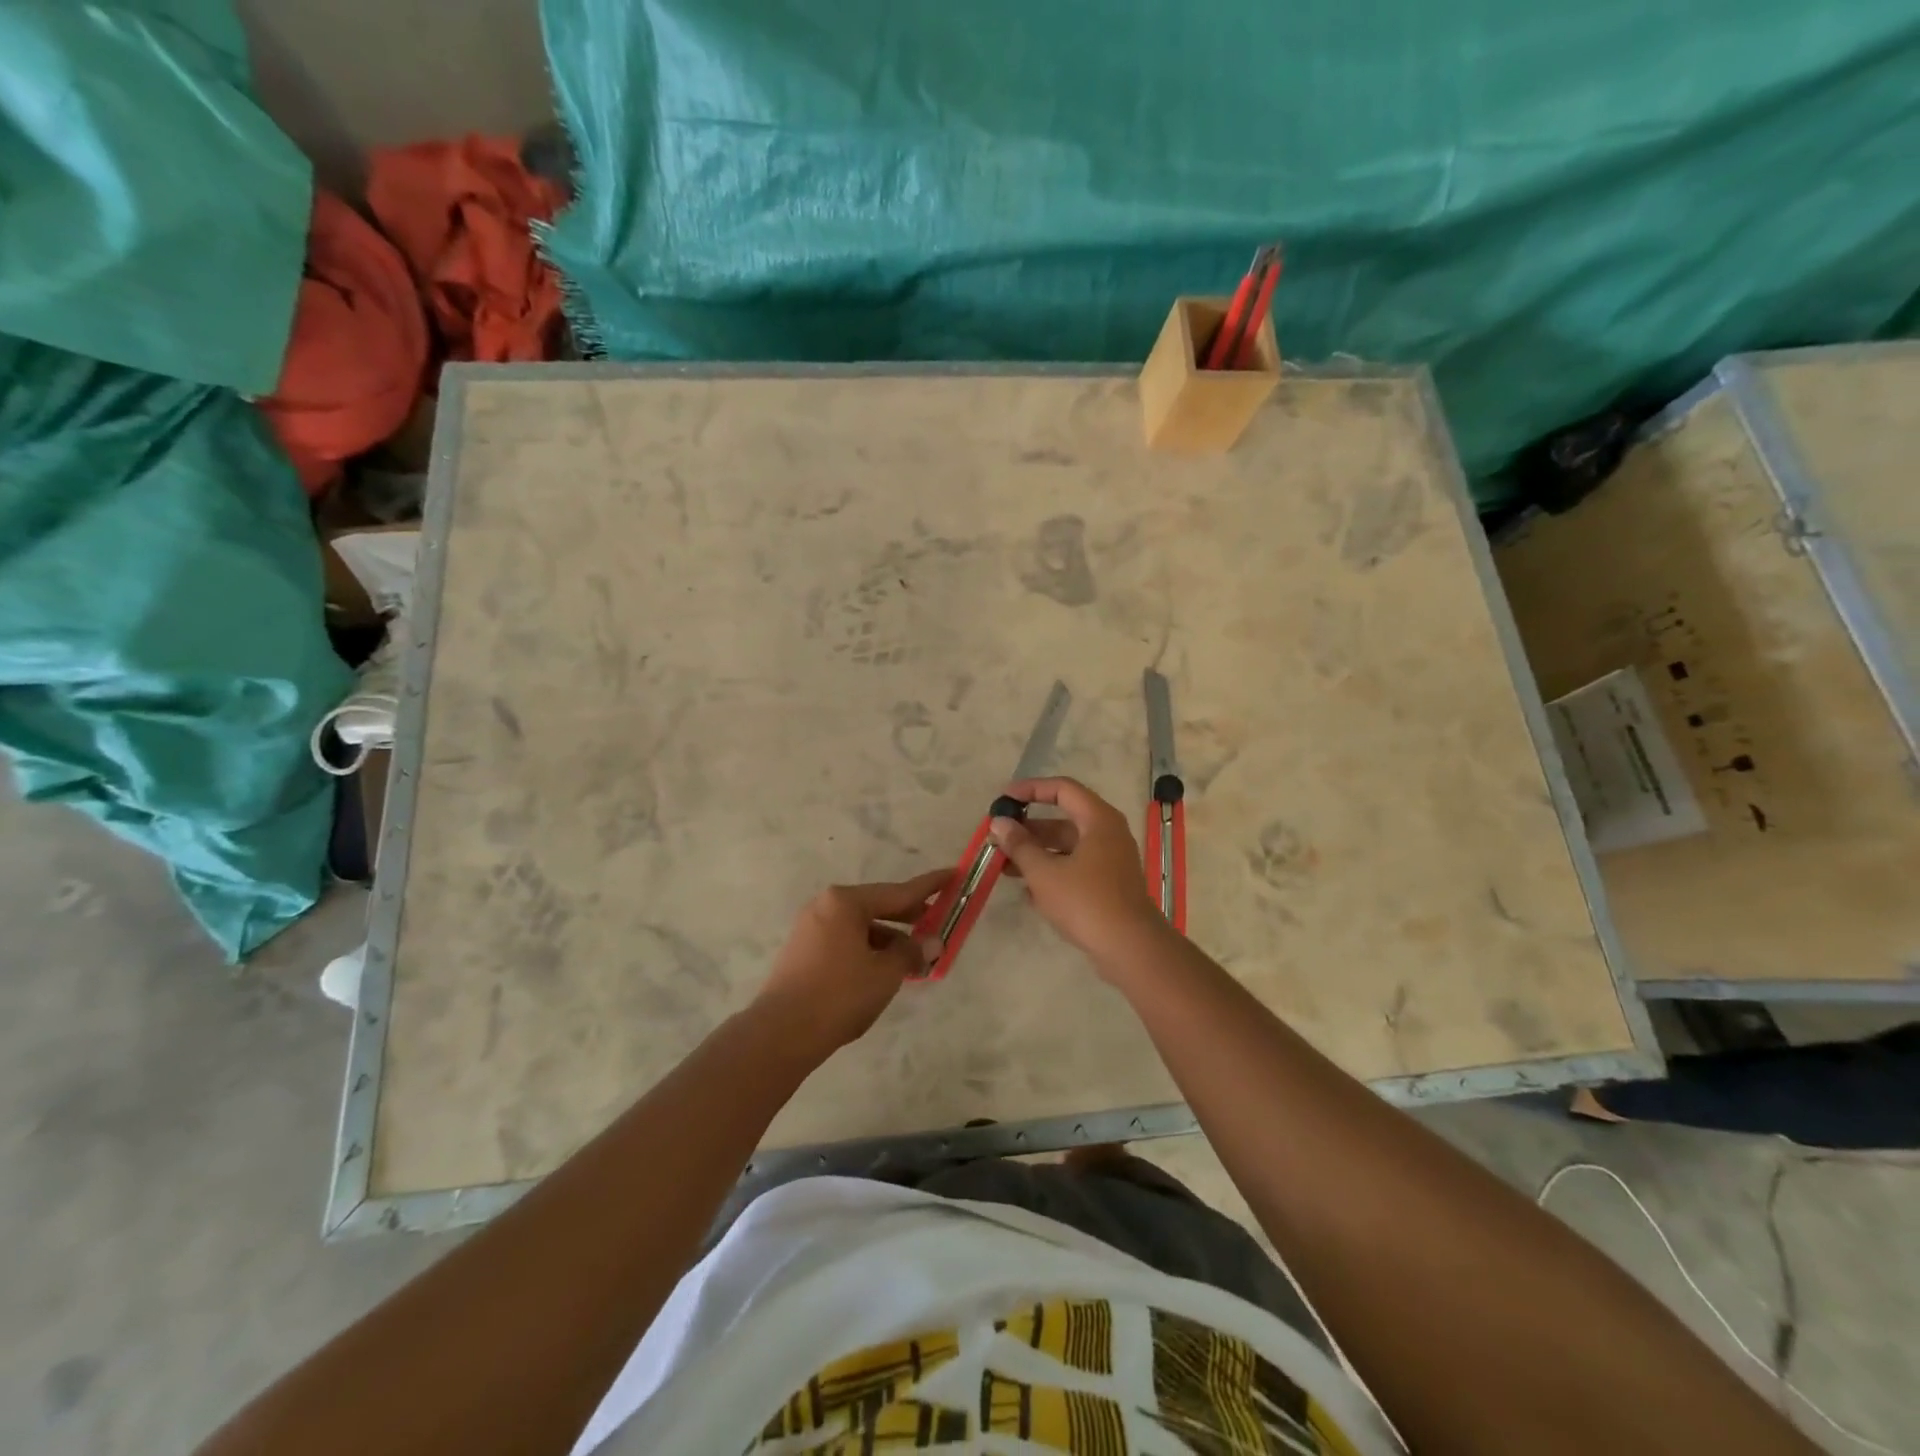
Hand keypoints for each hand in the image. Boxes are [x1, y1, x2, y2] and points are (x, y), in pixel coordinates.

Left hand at [754, 870, 949, 1058]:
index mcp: (845, 902)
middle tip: (938, 921)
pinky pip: (845, 941)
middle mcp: (825, 906)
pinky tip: (884, 970)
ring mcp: (811, 928)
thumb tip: (932, 943)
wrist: (780, 1034)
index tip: (952, 874)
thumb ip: (912, 953)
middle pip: (877, 906)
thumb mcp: (885, 974)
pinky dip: (868, 950)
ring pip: (861, 926)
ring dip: (889, 939)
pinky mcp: (803, 952)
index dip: (929, 886)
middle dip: (909, 916)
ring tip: (914, 959)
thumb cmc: (839, 995)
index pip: (898, 891)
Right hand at [990, 777, 1168, 968]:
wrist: (1130, 948)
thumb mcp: (1044, 872)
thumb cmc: (1086, 901)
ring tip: (1003, 866)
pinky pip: (1075, 868)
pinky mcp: (1108, 885)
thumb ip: (1019, 845)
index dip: (1031, 789)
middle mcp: (1108, 834)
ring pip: (1067, 847)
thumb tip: (999, 823)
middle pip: (1063, 820)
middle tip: (999, 837)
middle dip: (1028, 829)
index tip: (1004, 799)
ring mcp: (1110, 861)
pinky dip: (1052, 872)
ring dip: (1036, 853)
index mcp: (1098, 820)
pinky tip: (1027, 891)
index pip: (1062, 789)